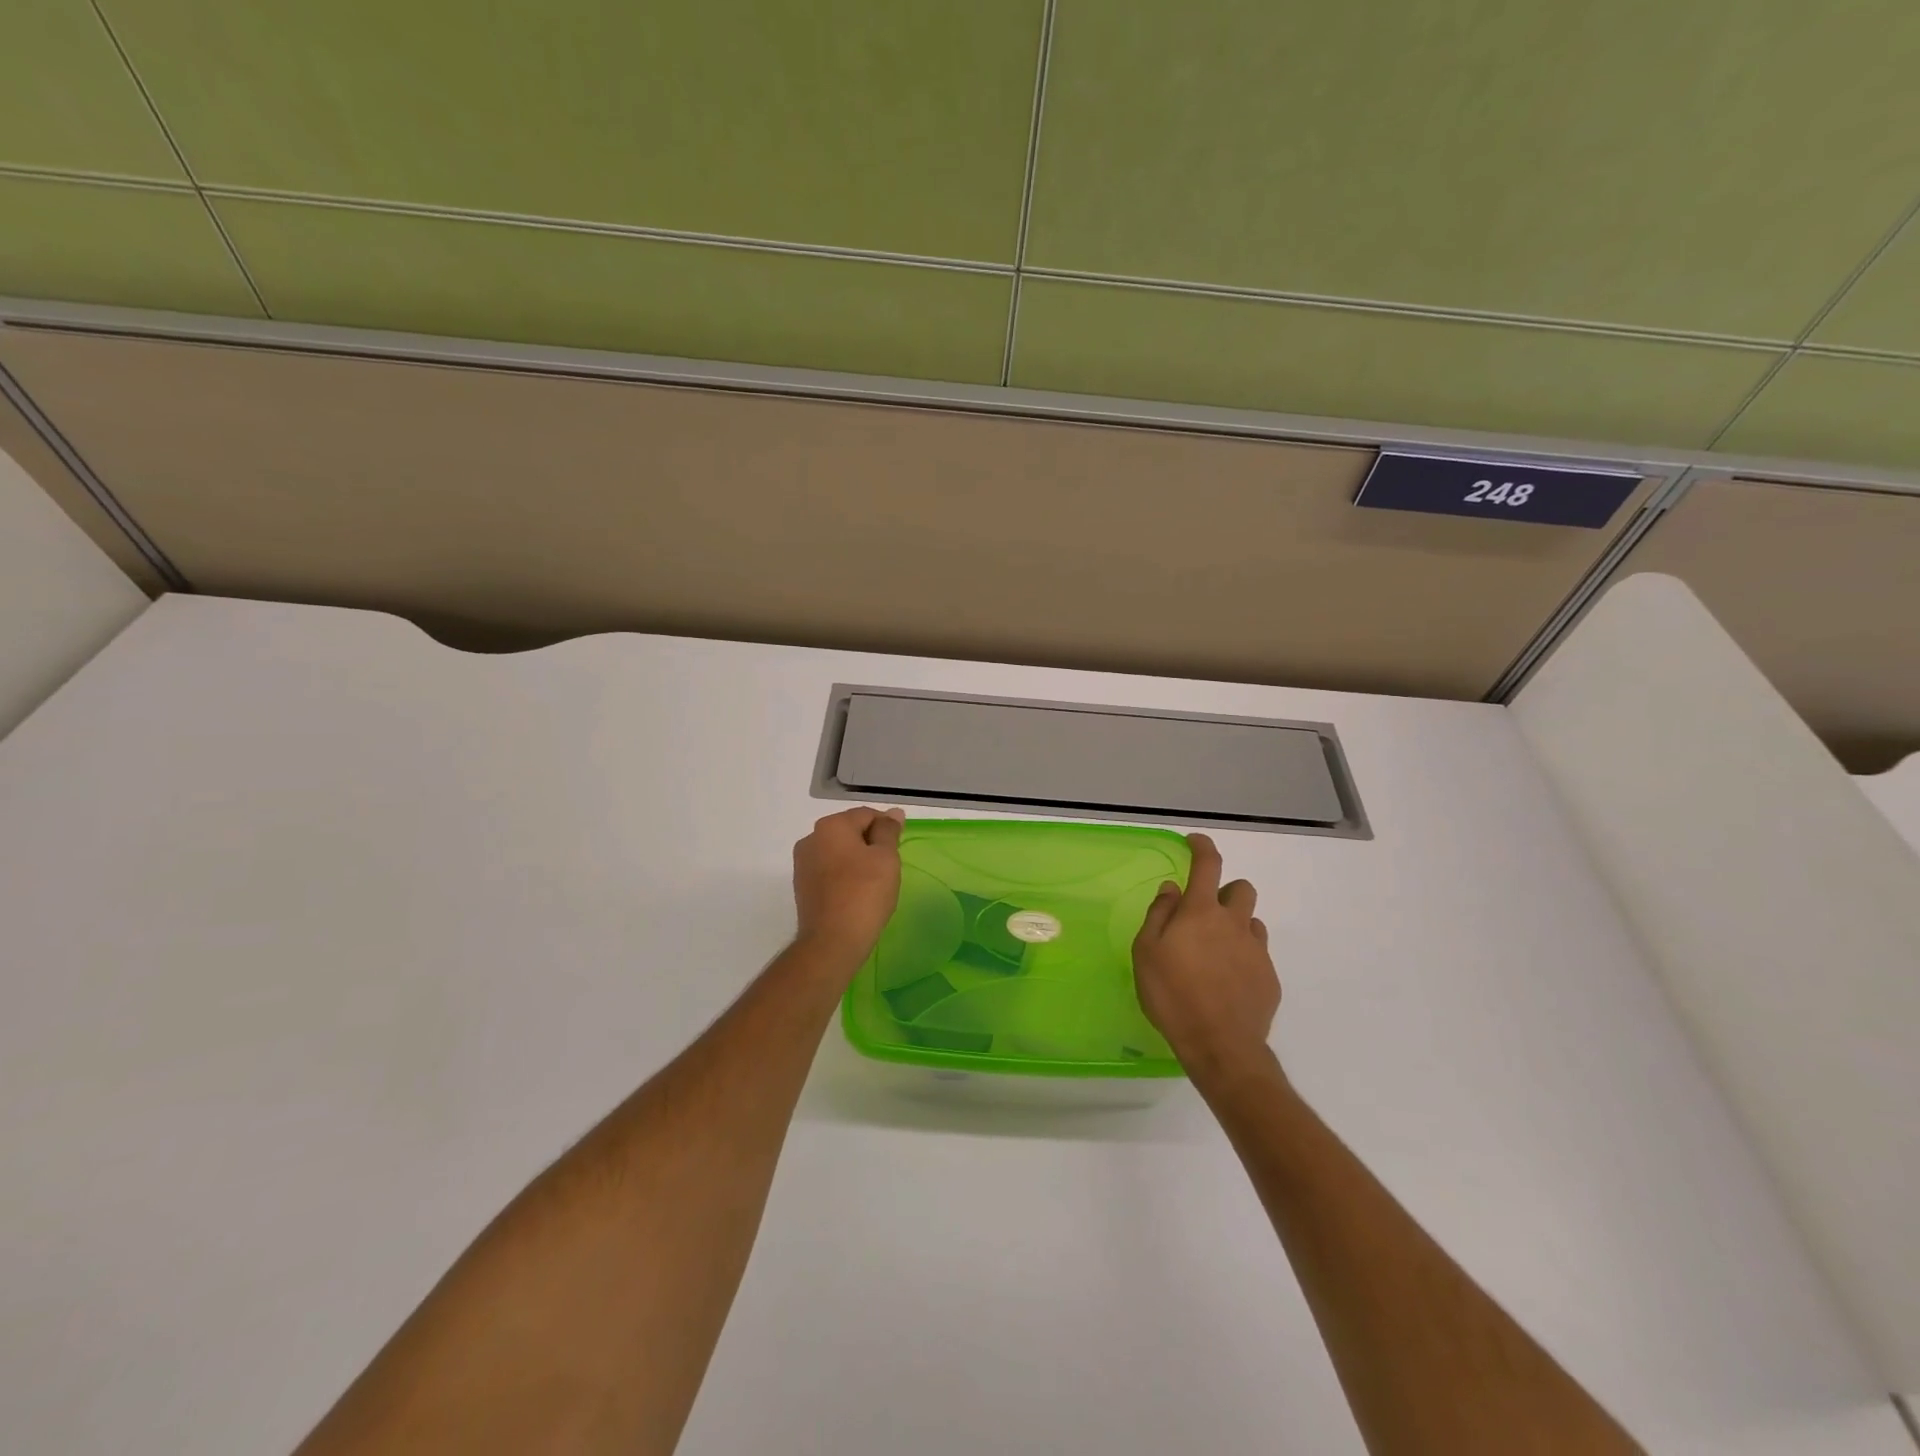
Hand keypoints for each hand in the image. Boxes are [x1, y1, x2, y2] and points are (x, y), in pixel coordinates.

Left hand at [792, 806, 905, 963]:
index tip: (900, 848)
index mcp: (831, 826)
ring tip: (875, 883)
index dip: (887, 827)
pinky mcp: (802, 887)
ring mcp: (803, 864)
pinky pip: (829, 871)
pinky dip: (845, 876)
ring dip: (858, 860)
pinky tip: (858, 894)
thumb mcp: (886, 858)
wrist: (832, 942)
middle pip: (850, 831)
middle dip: (871, 844)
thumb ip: (888, 831)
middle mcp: (811, 839)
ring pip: (839, 852)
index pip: (866, 815)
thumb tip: (893, 813)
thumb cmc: (864, 893)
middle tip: (890, 867)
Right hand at [1133, 833, 1279, 1075]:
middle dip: (1224, 891)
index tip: (1195, 842)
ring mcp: (1256, 950)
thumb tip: (1172, 889)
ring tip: (1215, 950)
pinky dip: (1243, 955)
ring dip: (1235, 924)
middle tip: (1203, 913)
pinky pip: (1258, 953)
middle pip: (1241, 888)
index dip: (1202, 847)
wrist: (1220, 1045)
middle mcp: (1234, 923)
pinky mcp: (1269, 977)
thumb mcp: (1147, 952)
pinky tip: (1227, 980)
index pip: (1208, 864)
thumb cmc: (1172, 995)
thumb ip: (1159, 914)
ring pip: (1251, 921)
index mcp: (1201, 912)